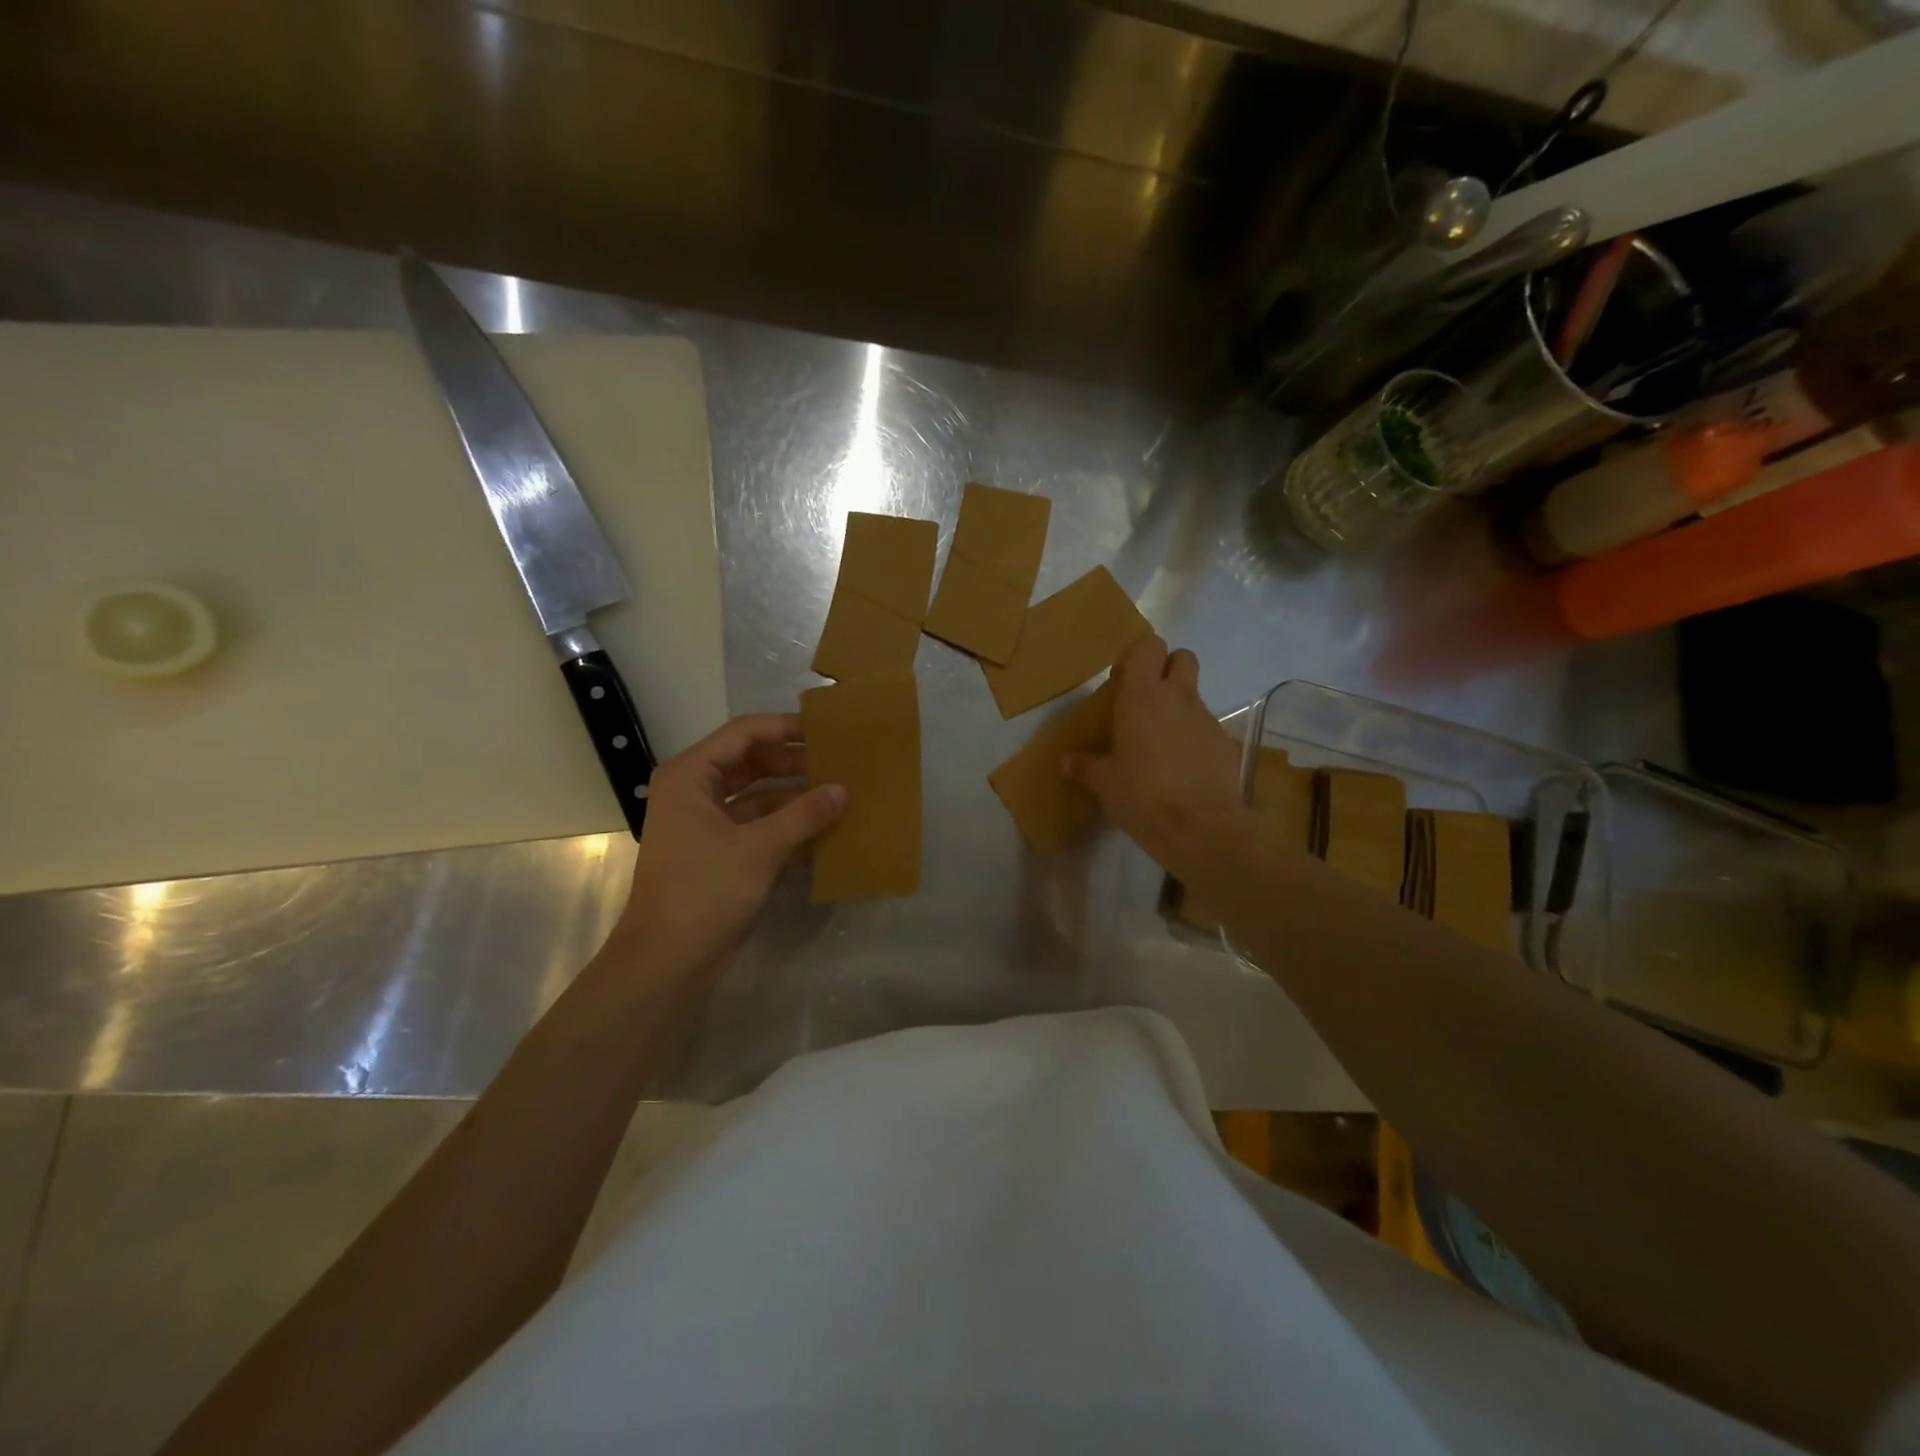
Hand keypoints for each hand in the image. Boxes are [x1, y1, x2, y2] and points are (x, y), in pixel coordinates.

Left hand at [614, 714, 845, 972]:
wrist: (667, 962)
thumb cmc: (704, 892)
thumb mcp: (759, 848)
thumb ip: (805, 814)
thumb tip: (843, 789)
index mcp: (691, 776)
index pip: (745, 733)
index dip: (787, 728)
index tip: (828, 732)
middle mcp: (696, 792)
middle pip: (753, 763)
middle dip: (796, 764)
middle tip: (841, 765)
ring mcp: (707, 825)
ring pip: (760, 797)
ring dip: (797, 798)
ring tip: (842, 796)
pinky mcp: (720, 854)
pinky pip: (760, 827)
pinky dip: (789, 827)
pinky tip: (827, 832)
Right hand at [1062, 637, 1245, 878]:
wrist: (1200, 828)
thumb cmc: (1142, 795)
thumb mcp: (1104, 783)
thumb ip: (1085, 766)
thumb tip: (1065, 762)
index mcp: (1143, 696)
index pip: (1148, 646)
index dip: (1136, 657)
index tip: (1121, 683)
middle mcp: (1178, 698)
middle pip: (1182, 657)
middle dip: (1166, 669)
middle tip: (1146, 701)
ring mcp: (1207, 719)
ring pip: (1195, 695)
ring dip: (1178, 708)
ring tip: (1161, 744)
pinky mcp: (1226, 744)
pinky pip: (1207, 729)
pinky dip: (1195, 739)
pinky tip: (1184, 769)